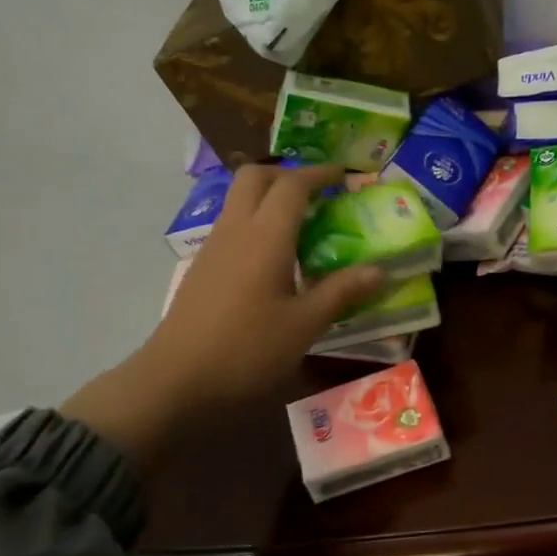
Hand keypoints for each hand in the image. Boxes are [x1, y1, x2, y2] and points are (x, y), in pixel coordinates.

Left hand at [62, 164, 385, 463]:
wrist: (176, 381)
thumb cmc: (248, 350)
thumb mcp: (304, 325)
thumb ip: (341, 292)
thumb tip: (380, 271)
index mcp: (265, 237)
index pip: (292, 185)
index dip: (319, 174)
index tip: (344, 176)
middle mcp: (235, 230)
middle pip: (256, 178)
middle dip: (288, 175)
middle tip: (319, 194)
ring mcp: (213, 248)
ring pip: (239, 201)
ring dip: (269, 198)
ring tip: (303, 226)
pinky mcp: (202, 269)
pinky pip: (232, 227)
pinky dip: (257, 224)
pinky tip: (274, 260)